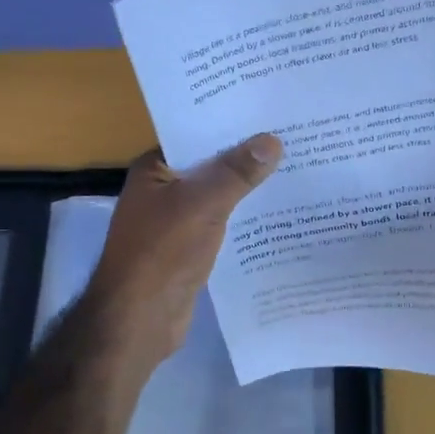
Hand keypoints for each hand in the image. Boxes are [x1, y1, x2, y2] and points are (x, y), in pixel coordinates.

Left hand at [81, 134, 282, 379]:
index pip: (194, 134)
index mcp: (154, 169)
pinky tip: (278, 213)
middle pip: (209, 166)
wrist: (139, 320)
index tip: (268, 113)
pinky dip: (244, 219)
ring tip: (295, 169)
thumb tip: (272, 140)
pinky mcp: (190, 250)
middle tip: (292, 138)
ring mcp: (176, 222)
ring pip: (218, 197)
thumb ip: (237, 172)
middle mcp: (162, 191)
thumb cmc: (162, 252)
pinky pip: (222, 225)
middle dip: (245, 157)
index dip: (228, 124)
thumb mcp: (202, 204)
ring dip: (248, 189)